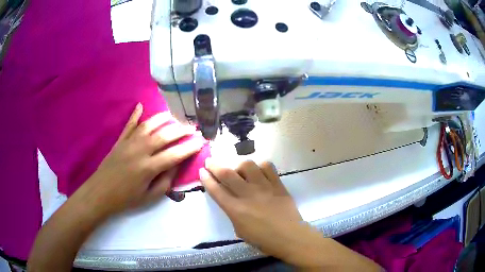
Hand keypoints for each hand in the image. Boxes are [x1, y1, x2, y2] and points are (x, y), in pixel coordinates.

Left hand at [83, 103, 203, 215]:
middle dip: (182, 130)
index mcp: (148, 168)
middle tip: (193, 128)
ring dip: (163, 119)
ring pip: (149, 125)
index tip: (202, 141)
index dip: (190, 147)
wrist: (101, 193)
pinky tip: (140, 105)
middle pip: (164, 135)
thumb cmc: (126, 198)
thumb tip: (177, 165)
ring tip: (175, 116)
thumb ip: (165, 181)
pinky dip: (135, 114)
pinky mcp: (120, 140)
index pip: (175, 154)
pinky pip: (129, 124)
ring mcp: (129, 143)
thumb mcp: (149, 197)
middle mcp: (140, 151)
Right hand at [200, 160, 381, 270]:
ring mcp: (264, 187)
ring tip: (238, 168)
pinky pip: (267, 167)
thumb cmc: (263, 240)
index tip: (202, 171)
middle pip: (227, 174)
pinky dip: (260, 165)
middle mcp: (248, 195)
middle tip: (210, 161)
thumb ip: (233, 214)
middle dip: (215, 165)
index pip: (216, 190)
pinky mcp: (278, 184)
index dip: (206, 179)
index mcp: (236, 210)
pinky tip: (258, 170)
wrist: (290, 237)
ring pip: (247, 165)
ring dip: (238, 164)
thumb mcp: (240, 231)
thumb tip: (230, 200)